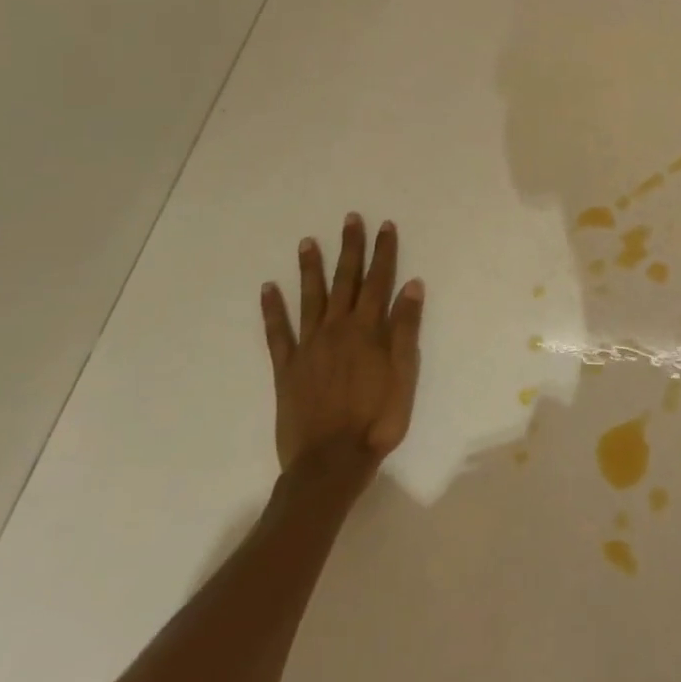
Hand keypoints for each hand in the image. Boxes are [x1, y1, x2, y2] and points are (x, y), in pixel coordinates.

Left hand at [259, 214, 422, 477]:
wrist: (331, 462)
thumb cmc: (377, 419)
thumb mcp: (404, 375)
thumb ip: (405, 329)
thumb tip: (412, 286)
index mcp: (367, 331)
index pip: (379, 281)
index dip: (383, 252)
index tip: (385, 226)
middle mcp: (337, 329)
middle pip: (345, 281)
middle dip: (350, 249)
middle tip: (350, 219)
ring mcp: (308, 347)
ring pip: (310, 298)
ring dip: (310, 268)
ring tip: (307, 242)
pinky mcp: (287, 367)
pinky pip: (277, 332)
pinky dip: (272, 309)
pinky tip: (268, 288)